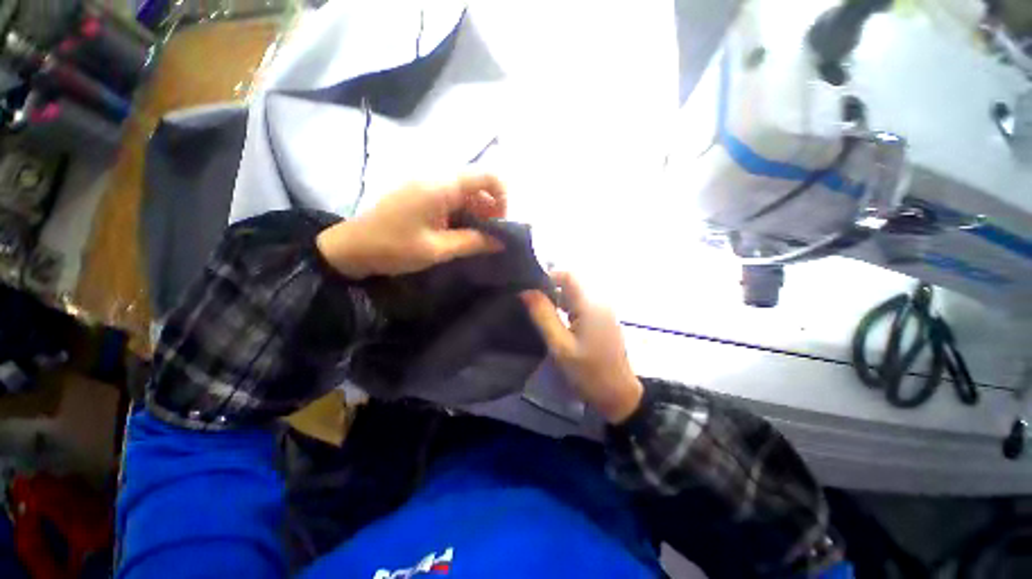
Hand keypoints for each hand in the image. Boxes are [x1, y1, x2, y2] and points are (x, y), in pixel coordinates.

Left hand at [317, 173, 506, 277]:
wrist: (351, 248)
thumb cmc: (393, 248)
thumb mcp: (438, 249)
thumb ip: (473, 242)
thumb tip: (502, 242)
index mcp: (442, 186)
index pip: (487, 176)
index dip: (502, 197)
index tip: (501, 224)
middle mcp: (438, 178)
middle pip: (479, 185)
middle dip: (492, 209)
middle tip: (492, 238)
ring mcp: (428, 185)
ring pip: (467, 193)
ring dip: (478, 214)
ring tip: (479, 240)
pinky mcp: (422, 195)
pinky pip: (453, 199)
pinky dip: (464, 214)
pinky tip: (462, 234)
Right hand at [521, 272, 643, 423]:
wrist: (618, 395)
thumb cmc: (588, 372)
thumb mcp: (560, 345)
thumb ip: (543, 315)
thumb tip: (527, 291)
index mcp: (590, 304)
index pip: (568, 275)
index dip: (548, 277)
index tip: (530, 290)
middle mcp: (600, 301)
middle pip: (572, 283)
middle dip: (551, 289)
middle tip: (533, 305)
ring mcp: (604, 310)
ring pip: (577, 294)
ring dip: (559, 299)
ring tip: (542, 314)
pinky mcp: (604, 320)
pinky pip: (583, 304)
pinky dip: (568, 308)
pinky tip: (558, 322)